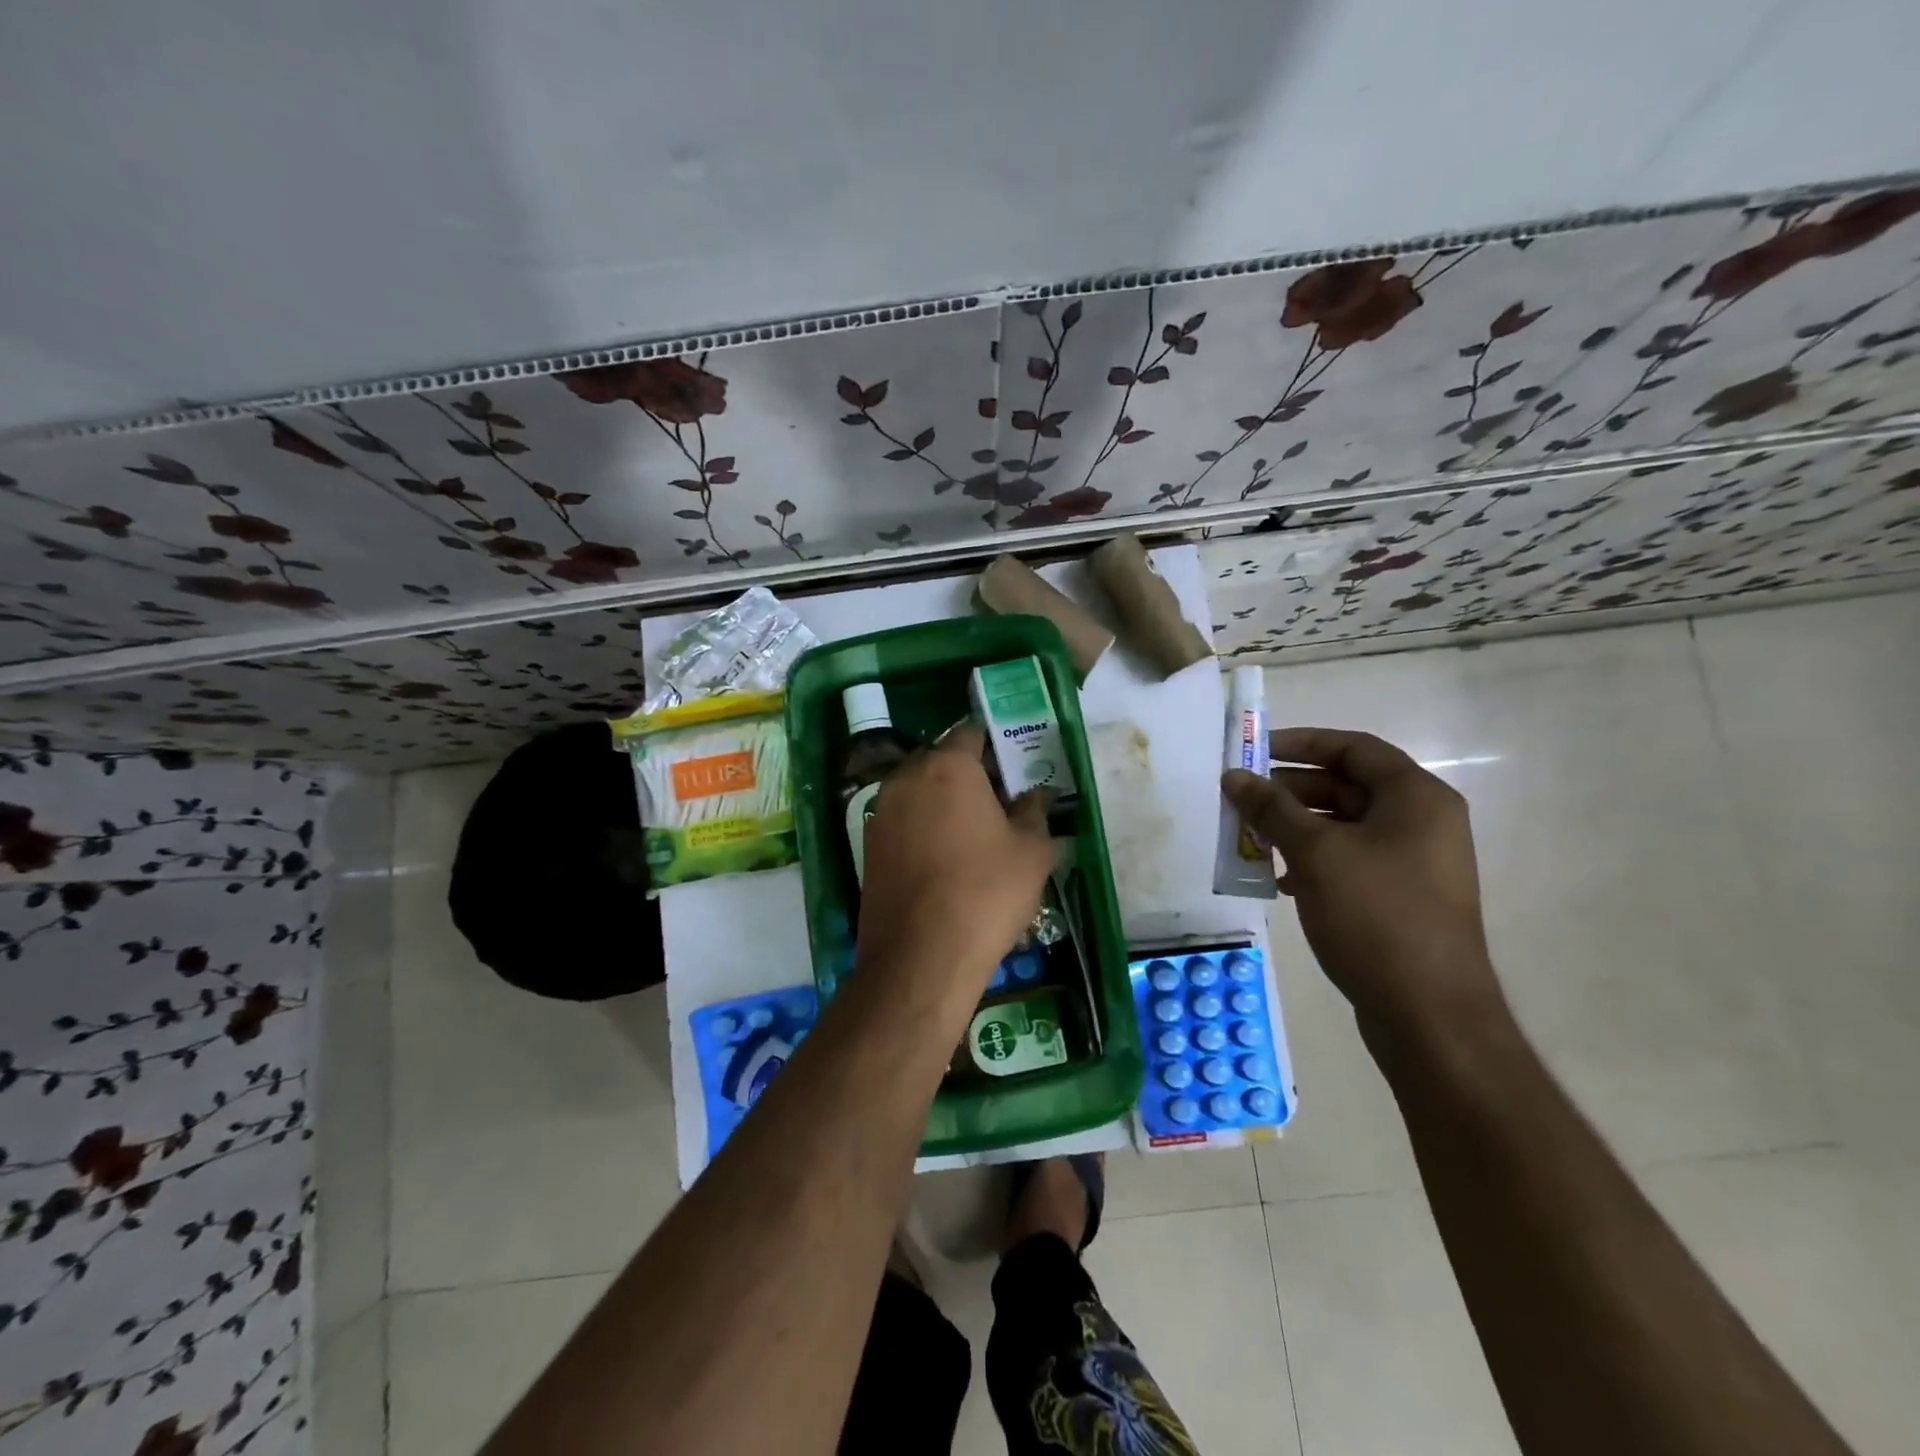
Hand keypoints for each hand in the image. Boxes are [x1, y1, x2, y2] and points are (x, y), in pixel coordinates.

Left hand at [856, 724, 1054, 1001]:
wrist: (921, 956)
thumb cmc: (986, 892)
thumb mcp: (1031, 852)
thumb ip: (1035, 813)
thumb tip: (1037, 795)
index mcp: (948, 766)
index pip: (970, 733)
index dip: (993, 745)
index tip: (1011, 764)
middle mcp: (906, 779)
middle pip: (939, 760)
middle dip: (966, 773)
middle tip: (996, 801)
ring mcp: (880, 812)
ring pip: (917, 791)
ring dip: (941, 801)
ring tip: (971, 833)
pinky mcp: (867, 847)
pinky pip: (901, 822)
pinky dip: (921, 828)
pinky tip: (942, 860)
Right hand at [1223, 727, 1505, 1046]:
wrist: (1429, 1013)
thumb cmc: (1376, 916)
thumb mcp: (1316, 853)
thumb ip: (1272, 808)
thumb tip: (1233, 776)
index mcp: (1415, 797)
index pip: (1353, 748)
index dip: (1301, 742)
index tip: (1253, 750)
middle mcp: (1421, 822)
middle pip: (1346, 786)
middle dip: (1289, 791)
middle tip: (1242, 800)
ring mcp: (1412, 862)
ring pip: (1343, 826)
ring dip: (1294, 827)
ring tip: (1251, 839)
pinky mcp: (1399, 897)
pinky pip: (1349, 860)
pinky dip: (1312, 860)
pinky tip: (1279, 880)